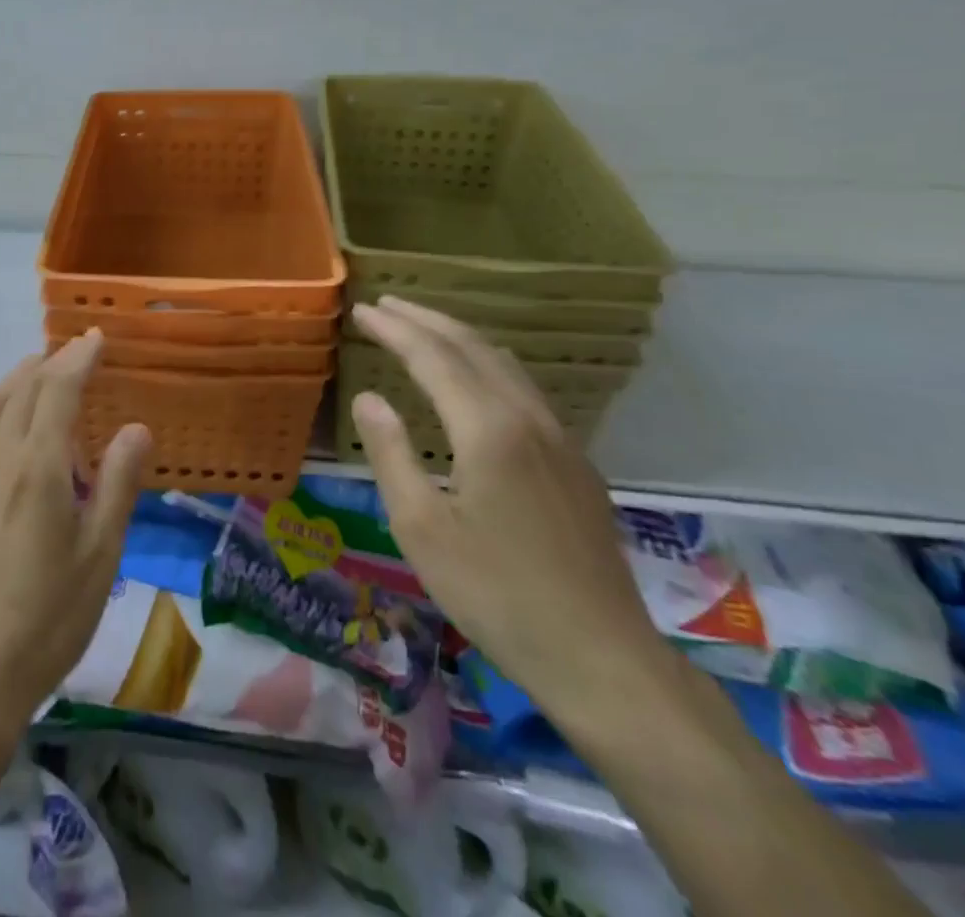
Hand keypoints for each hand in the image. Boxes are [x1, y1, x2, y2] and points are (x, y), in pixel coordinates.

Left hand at [0, 331, 151, 747]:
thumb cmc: (47, 618)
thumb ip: (118, 483)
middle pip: (23, 388)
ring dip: (19, 379)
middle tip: (78, 353)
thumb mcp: (100, 554)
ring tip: (43, 376)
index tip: (96, 337)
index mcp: (36, 465)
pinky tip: (2, 420)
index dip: (78, 357)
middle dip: (52, 362)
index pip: (58, 388)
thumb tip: (136, 426)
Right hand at [349, 297, 668, 724]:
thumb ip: (390, 453)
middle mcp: (528, 419)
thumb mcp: (421, 527)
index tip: (362, 310)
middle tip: (386, 305)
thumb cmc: (496, 593)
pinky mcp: (576, 465)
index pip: (432, 357)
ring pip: (505, 365)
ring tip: (423, 329)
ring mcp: (560, 440)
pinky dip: (486, 364)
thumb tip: (369, 396)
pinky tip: (475, 381)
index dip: (394, 330)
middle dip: (426, 320)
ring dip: (459, 337)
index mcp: (487, 429)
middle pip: (473, 347)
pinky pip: (524, 390)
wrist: (602, 658)